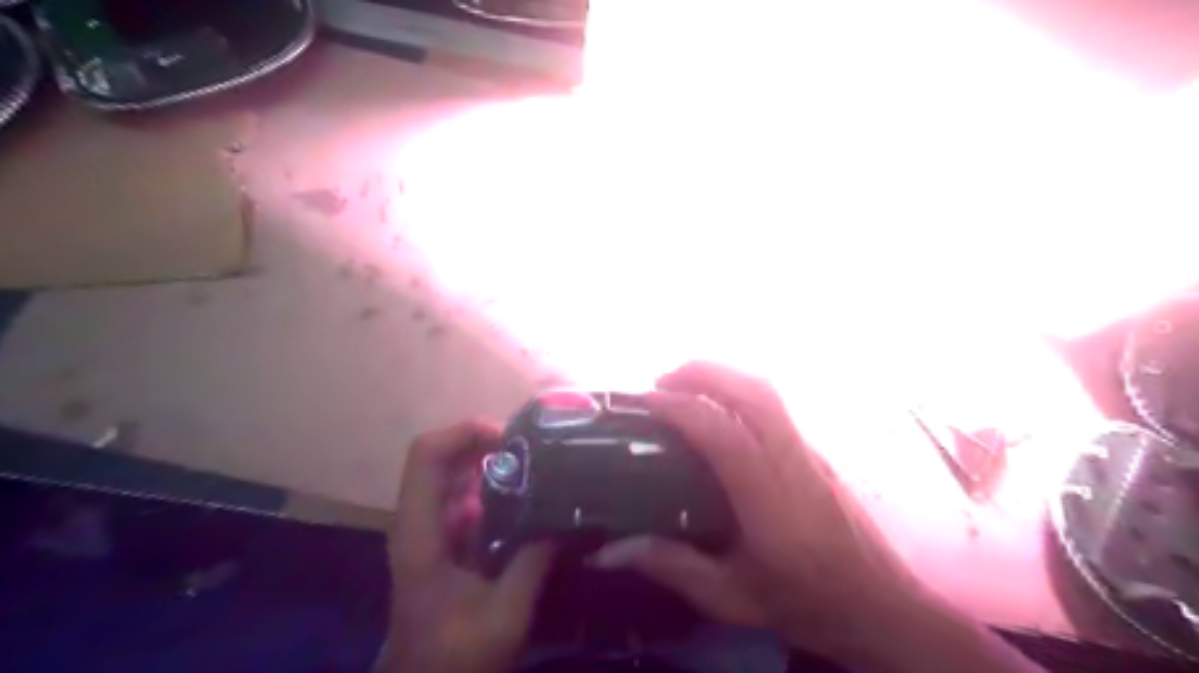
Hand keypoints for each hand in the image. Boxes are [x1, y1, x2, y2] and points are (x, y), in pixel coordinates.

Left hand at [381, 420, 554, 671]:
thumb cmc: (455, 662)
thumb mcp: (503, 617)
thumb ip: (533, 563)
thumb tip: (567, 518)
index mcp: (420, 534)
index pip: (426, 456)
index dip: (463, 433)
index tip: (509, 438)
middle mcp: (420, 524)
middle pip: (443, 459)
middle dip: (487, 446)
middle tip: (536, 450)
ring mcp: (432, 535)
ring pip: (457, 480)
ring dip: (494, 468)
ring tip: (541, 469)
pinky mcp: (447, 548)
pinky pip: (469, 504)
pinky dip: (498, 493)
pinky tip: (532, 503)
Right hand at [595, 364, 919, 662]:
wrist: (881, 606)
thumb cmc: (807, 602)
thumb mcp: (732, 598)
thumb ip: (672, 567)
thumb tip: (609, 551)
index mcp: (769, 498)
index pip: (722, 432)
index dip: (681, 408)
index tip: (646, 401)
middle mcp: (793, 461)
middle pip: (753, 392)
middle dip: (704, 373)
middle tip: (663, 380)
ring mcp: (811, 451)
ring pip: (769, 392)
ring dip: (724, 376)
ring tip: (687, 385)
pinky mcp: (818, 452)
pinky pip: (776, 405)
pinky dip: (741, 392)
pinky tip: (722, 409)